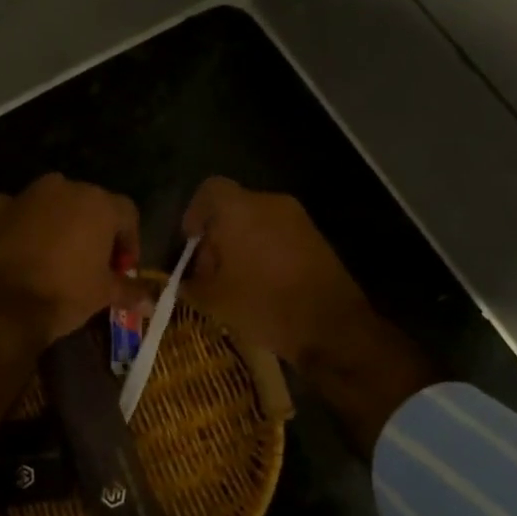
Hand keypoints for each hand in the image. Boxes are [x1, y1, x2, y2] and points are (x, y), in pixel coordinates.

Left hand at [0, 175, 140, 457]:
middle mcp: (65, 188)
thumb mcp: (104, 294)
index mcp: (99, 203)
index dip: (130, 242)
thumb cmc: (66, 293)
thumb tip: (151, 302)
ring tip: (57, 256)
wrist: (4, 304)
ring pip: (53, 204)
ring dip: (59, 223)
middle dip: (94, 231)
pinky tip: (22, 247)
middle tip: (93, 264)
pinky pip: (16, 211)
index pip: (127, 214)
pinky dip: (22, 224)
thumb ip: (130, 291)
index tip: (123, 270)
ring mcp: (27, 195)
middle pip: (90, 205)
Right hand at [179, 177, 369, 365]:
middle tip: (210, 272)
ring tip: (236, 283)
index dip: (195, 214)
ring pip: (257, 222)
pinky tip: (263, 285)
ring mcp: (297, 219)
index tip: (190, 243)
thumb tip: (185, 281)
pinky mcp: (316, 238)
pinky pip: (279, 235)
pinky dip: (265, 251)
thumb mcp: (215, 300)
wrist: (331, 324)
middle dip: (218, 236)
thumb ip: (192, 284)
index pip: (209, 190)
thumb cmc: (264, 303)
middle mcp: (270, 203)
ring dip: (242, 245)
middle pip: (233, 208)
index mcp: (239, 209)